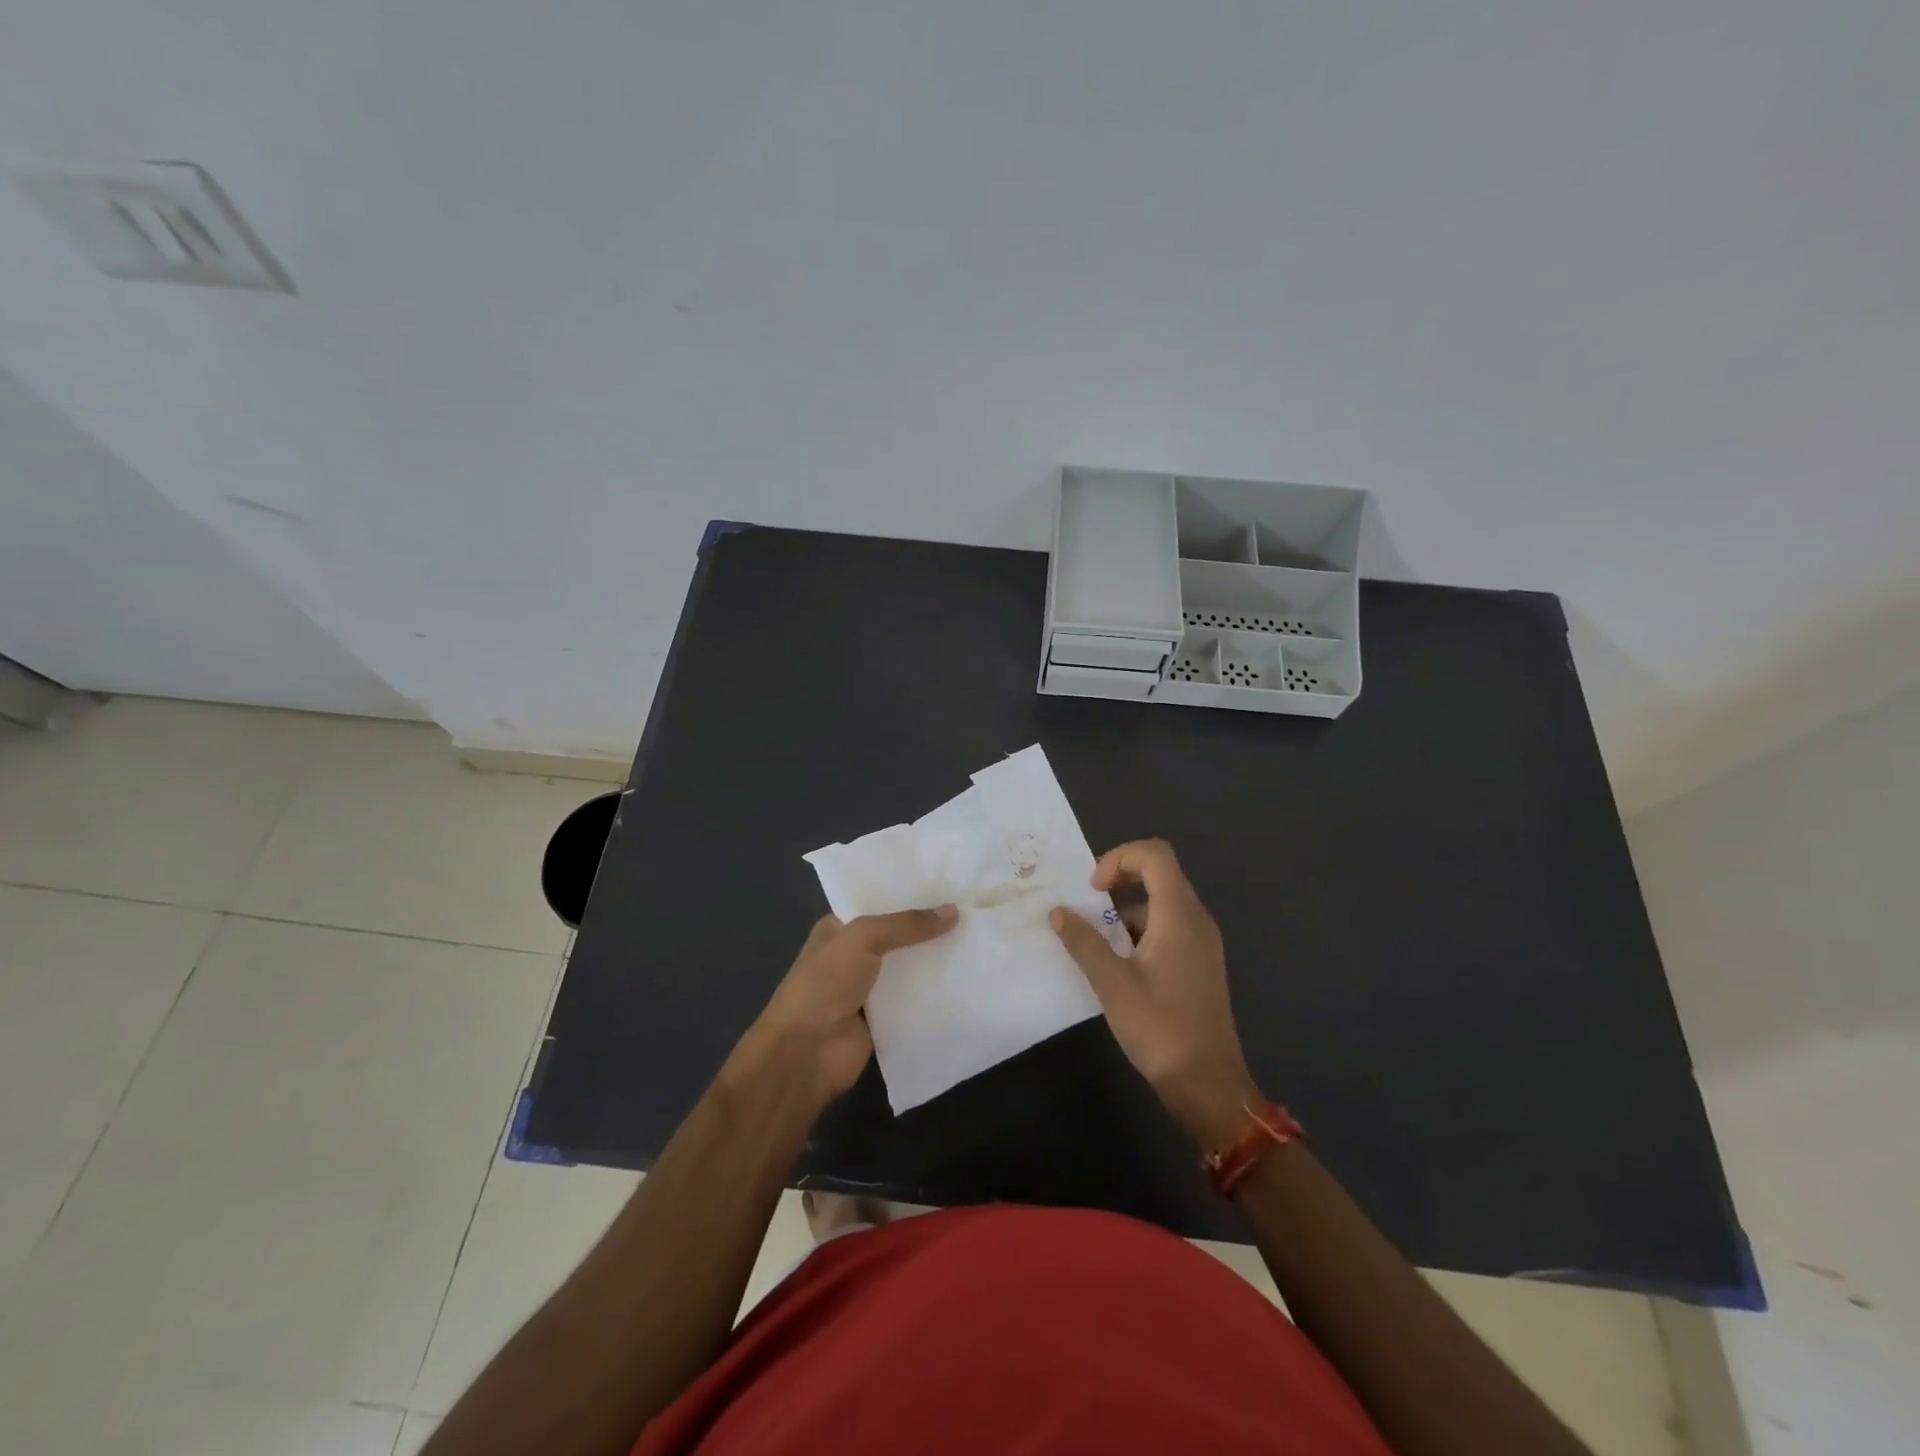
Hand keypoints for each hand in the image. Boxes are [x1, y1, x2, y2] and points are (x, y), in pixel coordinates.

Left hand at [741, 905, 957, 1101]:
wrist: (806, 1053)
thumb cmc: (824, 984)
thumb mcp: (862, 939)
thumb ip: (906, 924)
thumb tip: (953, 911)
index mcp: (838, 930)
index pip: (878, 905)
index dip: (909, 896)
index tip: (948, 887)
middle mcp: (852, 956)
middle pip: (898, 937)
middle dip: (928, 929)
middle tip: (972, 913)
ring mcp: (868, 990)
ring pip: (909, 969)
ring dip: (936, 961)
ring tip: (979, 942)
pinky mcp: (883, 1020)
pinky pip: (915, 1001)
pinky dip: (935, 994)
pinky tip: (968, 980)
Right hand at [1050, 839, 1259, 1147]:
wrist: (1208, 1084)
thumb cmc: (1159, 1026)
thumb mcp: (1111, 982)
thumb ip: (1083, 941)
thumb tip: (1058, 912)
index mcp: (1179, 914)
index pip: (1155, 854)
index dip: (1119, 857)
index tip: (1092, 889)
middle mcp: (1196, 919)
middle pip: (1160, 874)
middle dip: (1119, 880)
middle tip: (1088, 906)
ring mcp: (1202, 942)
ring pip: (1162, 903)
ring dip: (1126, 910)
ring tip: (1096, 942)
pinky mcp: (1200, 963)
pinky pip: (1169, 928)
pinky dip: (1140, 931)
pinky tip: (1118, 964)